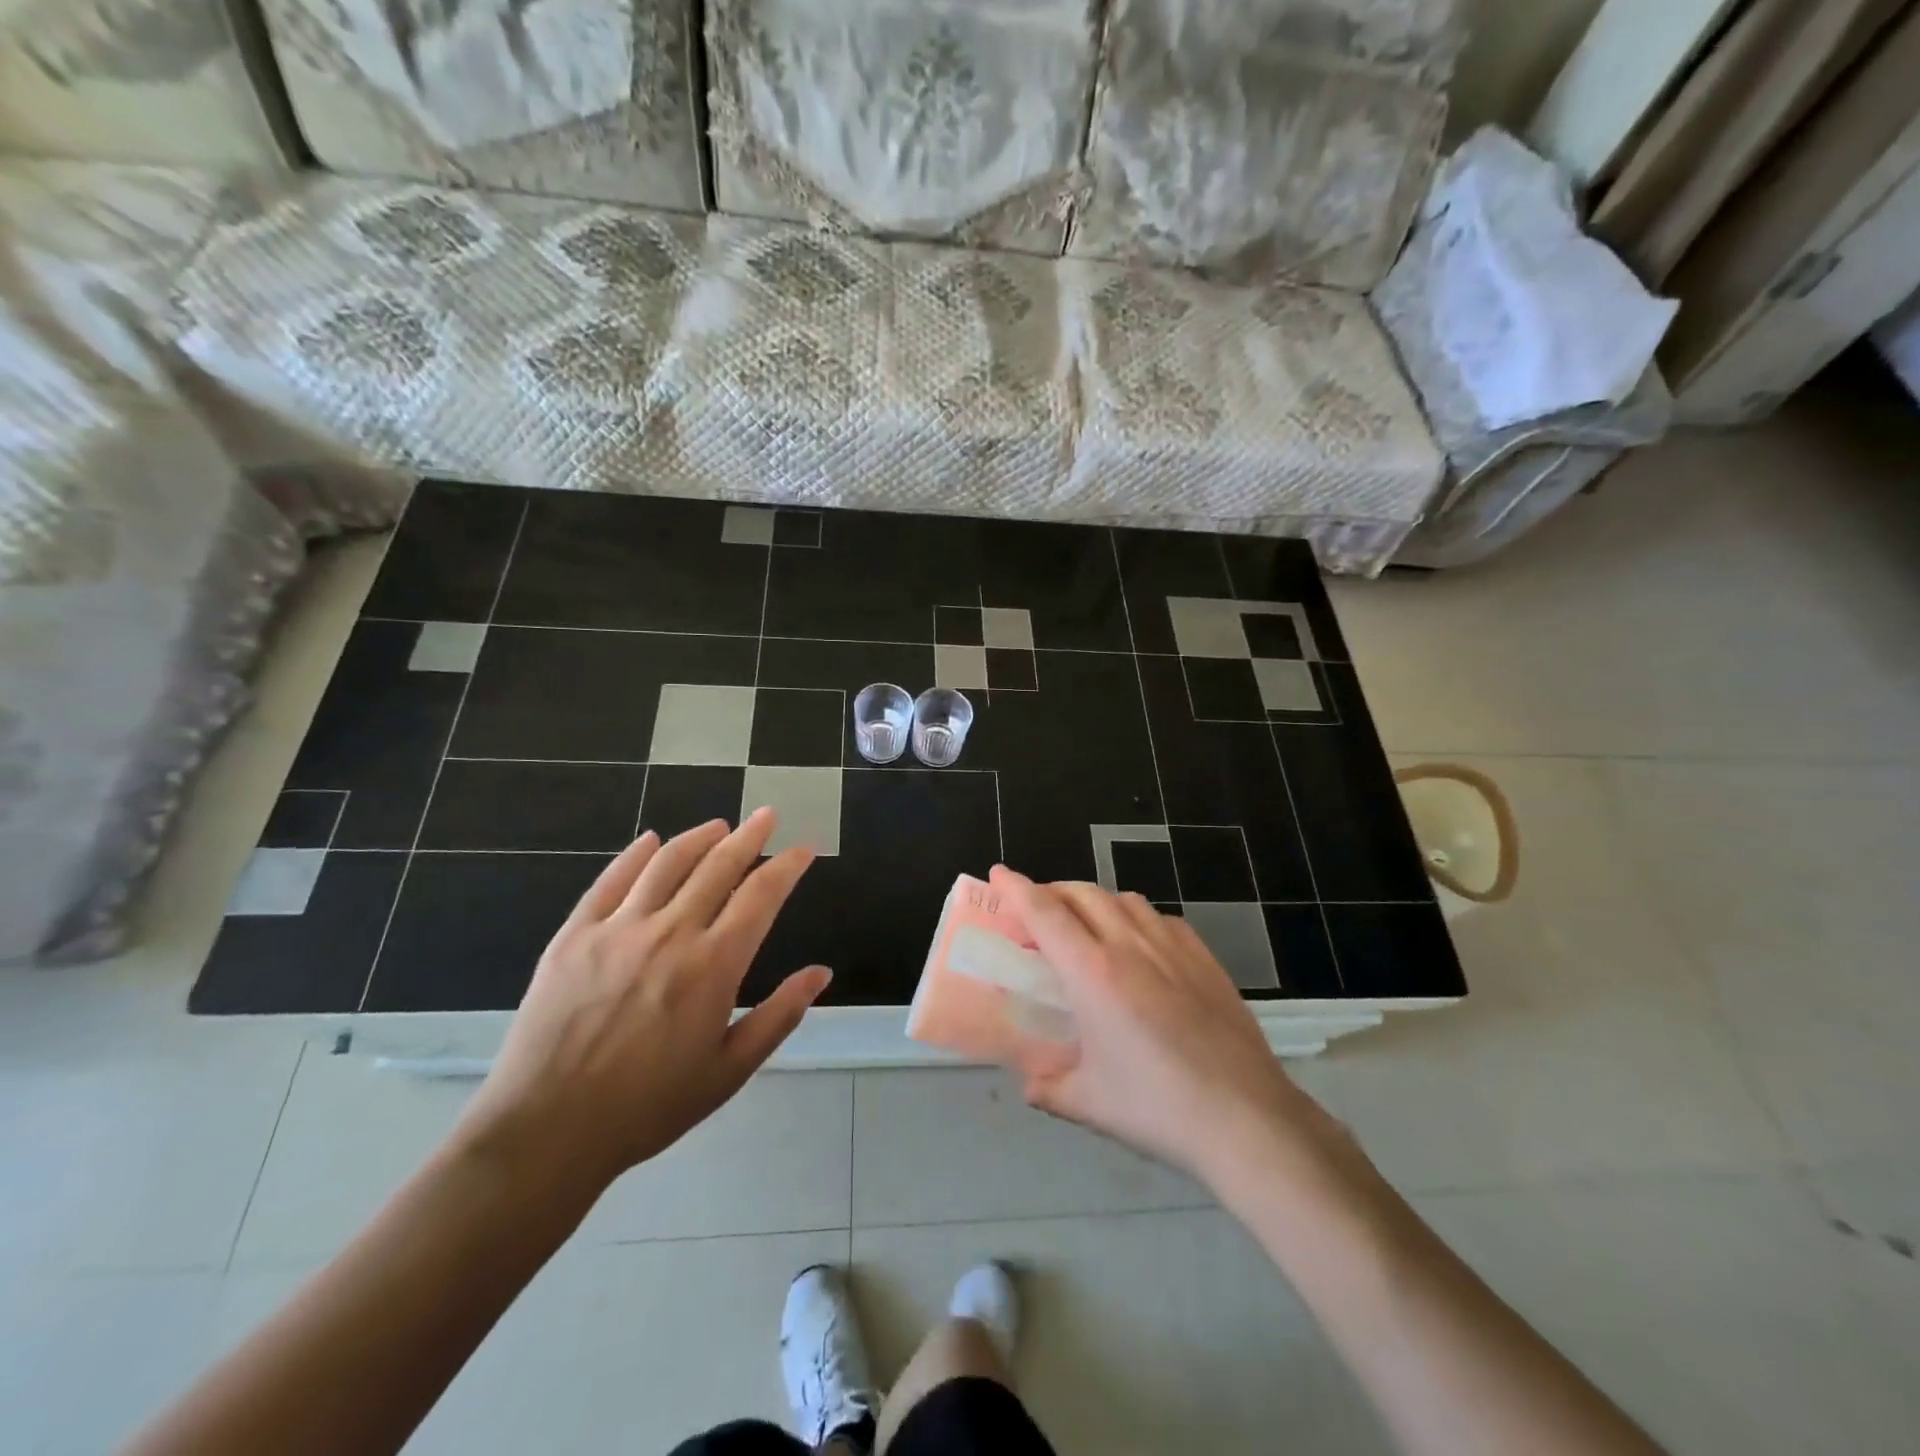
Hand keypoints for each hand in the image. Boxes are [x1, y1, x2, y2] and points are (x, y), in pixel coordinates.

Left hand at [453, 810, 829, 1200]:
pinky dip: (635, 854)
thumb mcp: (729, 1071)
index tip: (803, 849)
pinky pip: (610, 880)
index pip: (761, 895)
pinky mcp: (574, 935)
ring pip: (666, 863)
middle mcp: (670, 933)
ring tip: (719, 825)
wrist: (546, 1132)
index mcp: (714, 966)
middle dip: (749, 836)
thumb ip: (779, 1016)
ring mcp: (617, 929)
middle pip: (718, 866)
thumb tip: (821, 973)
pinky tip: (650, 840)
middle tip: (766, 816)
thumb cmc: (649, 1107)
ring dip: (698, 837)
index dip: (787, 866)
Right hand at [991, 866, 1342, 1191]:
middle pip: (1082, 894)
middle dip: (1051, 892)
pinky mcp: (1204, 958)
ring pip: (1123, 899)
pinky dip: (1134, 918)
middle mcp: (1129, 946)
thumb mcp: (1089, 1104)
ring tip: (1084, 926)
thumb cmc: (1158, 1109)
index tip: (998, 873)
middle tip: (1034, 912)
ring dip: (1093, 901)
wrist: (1246, 1118)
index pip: (1045, 913)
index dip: (1017, 888)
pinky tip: (1138, 946)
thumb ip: (1049, 1088)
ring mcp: (1172, 947)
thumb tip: (1030, 1084)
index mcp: (1093, 973)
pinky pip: (1159, 919)